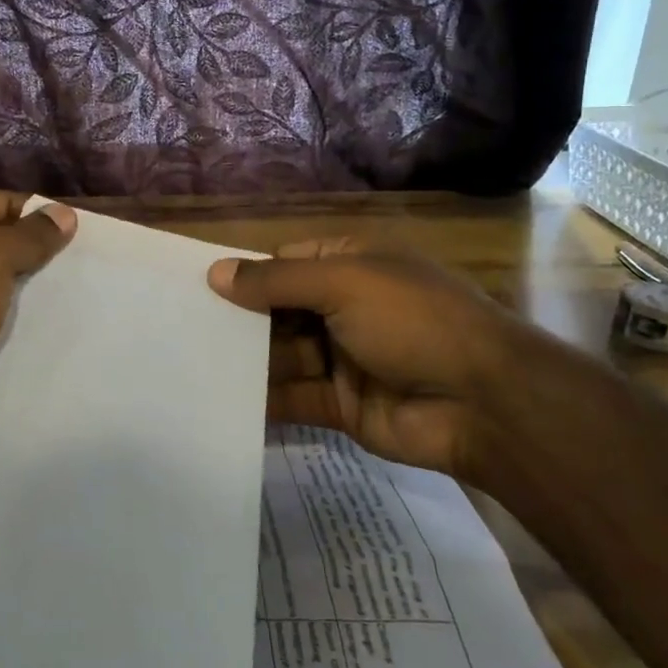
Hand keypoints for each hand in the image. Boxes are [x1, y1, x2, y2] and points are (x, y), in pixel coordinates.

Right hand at [207, 239, 527, 477]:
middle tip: (182, 331)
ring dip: (244, 361)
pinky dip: (261, 400)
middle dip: (239, 320)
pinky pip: (292, 397)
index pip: (286, 263)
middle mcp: (343, 308)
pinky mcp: (340, 404)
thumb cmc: (413, 320)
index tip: (197, 287)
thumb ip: (277, 281)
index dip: (245, 274)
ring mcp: (342, 358)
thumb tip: (215, 272)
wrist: (484, 403)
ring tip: (189, 366)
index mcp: (351, 265)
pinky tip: (219, 401)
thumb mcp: (343, 282)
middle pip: (278, 311)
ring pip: (281, 355)